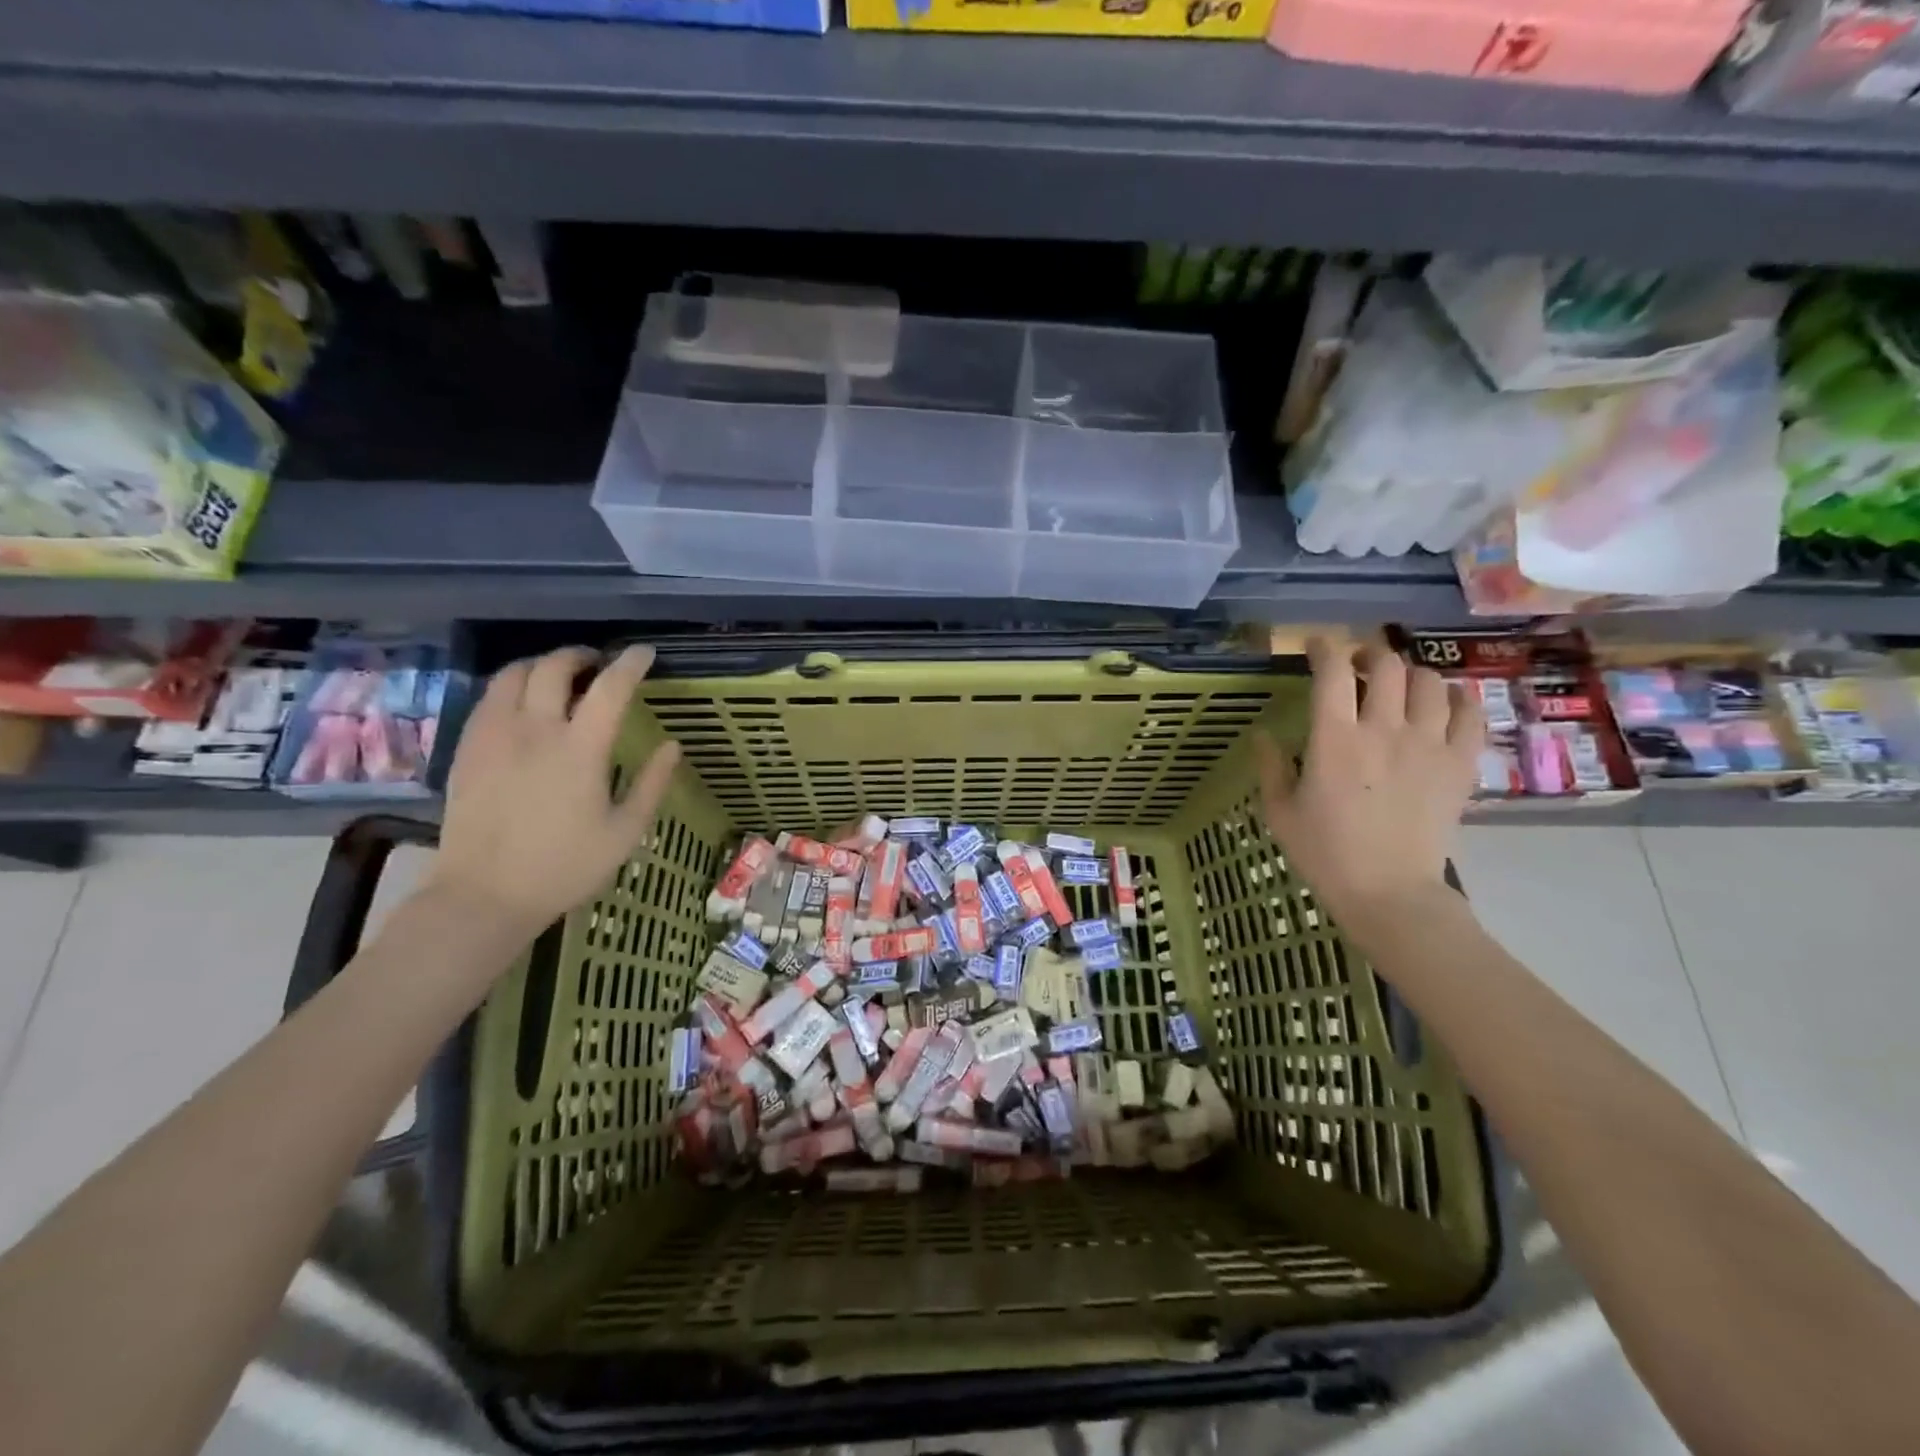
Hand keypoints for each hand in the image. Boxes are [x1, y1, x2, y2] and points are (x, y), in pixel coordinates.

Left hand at [427, 645, 680, 938]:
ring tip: (559, 678)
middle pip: (554, 667)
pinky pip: (489, 699)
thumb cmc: (564, 866)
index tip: (645, 653)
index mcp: (579, 750)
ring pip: (513, 674)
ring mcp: (494, 736)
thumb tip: (672, 746)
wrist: (484, 895)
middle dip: (581, 656)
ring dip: (542, 666)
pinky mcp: (467, 749)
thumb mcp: (624, 832)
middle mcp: (534, 730)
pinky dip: (513, 688)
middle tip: (598, 664)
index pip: (610, 688)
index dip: (630, 663)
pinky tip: (524, 707)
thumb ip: (651, 784)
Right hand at [1256, 638, 1482, 927]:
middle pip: (1386, 666)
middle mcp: (1384, 730)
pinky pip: (1470, 713)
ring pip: (1429, 682)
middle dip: (1369, 655)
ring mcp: (1429, 745)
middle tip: (1358, 667)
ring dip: (1410, 675)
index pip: (1332, 673)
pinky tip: (1442, 706)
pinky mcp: (1460, 764)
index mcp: (1335, 740)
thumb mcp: (1280, 811)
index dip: (1324, 648)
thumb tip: (1262, 734)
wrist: (1389, 891)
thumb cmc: (1325, 852)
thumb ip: (1271, 766)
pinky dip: (1456, 699)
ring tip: (1399, 687)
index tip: (1316, 646)